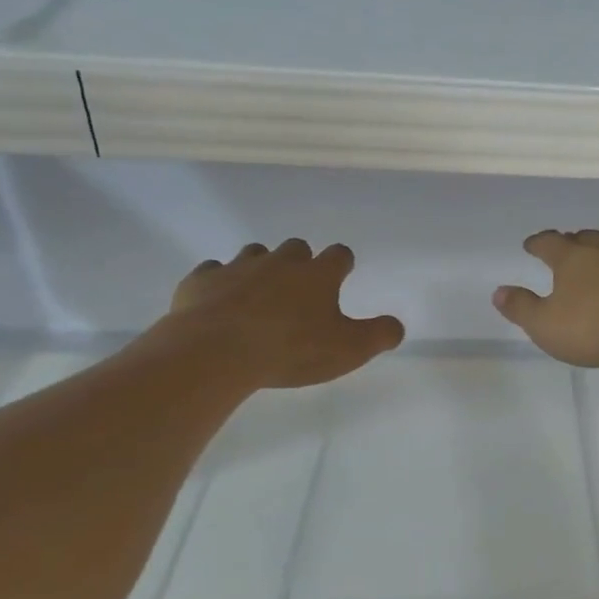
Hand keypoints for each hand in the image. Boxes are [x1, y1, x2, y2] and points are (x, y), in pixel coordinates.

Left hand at [157, 239, 403, 391]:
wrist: (216, 351)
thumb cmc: (291, 349)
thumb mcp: (349, 350)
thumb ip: (379, 335)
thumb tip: (397, 326)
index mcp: (318, 274)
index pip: (339, 255)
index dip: (343, 264)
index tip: (342, 275)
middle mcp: (280, 261)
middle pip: (297, 247)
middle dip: (300, 262)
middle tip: (300, 290)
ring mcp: (238, 267)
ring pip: (254, 254)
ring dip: (260, 268)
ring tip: (259, 294)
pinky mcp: (201, 280)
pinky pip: (213, 272)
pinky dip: (219, 283)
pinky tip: (219, 302)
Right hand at [492, 230, 598, 369]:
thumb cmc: (596, 331)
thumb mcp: (546, 327)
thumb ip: (521, 308)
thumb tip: (498, 292)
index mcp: (573, 259)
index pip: (549, 243)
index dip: (538, 243)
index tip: (531, 245)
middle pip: (587, 238)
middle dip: (576, 243)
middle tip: (571, 250)